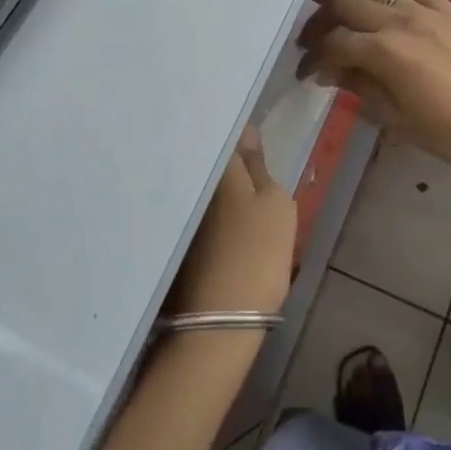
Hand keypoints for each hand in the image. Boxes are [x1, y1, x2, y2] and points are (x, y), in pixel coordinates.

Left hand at [167, 127, 296, 317]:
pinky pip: (191, 207)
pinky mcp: (174, 239)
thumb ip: (259, 165)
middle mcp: (189, 183)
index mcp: (217, 169)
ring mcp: (178, 212)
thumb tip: (246, 131)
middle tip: (244, 156)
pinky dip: (203, 205)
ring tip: (232, 183)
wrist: (221, 318)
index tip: (248, 133)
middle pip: (206, 159)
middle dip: (221, 154)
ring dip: (212, 180)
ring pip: (198, 184)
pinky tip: (217, 215)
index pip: (223, 134)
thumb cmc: (259, 252)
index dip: (236, 132)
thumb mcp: (277, 204)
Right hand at [295, 0, 450, 186]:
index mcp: (383, 52)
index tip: (303, 72)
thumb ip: (359, 86)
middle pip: (348, 7)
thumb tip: (326, 71)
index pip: (335, 44)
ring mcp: (426, 13)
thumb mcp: (395, 116)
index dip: (313, 57)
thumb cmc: (447, 133)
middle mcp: (399, 22)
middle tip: (309, 38)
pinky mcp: (449, 12)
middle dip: (321, 21)